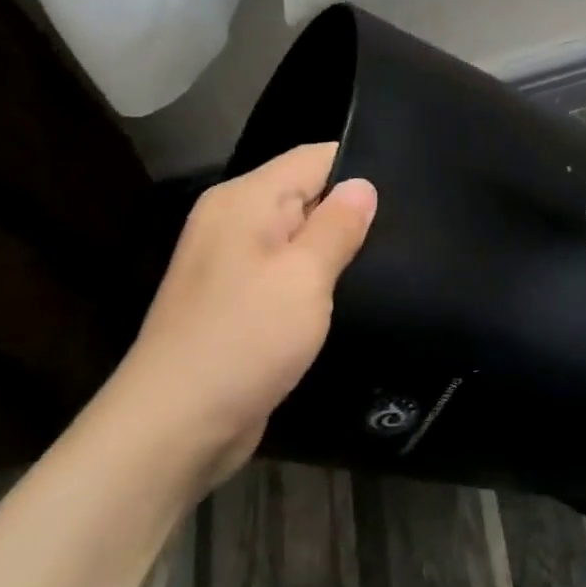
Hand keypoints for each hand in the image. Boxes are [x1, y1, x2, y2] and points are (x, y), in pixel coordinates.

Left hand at [104, 143, 376, 488]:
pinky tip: (354, 292)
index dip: (361, 167)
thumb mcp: (304, 276)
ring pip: (301, 236)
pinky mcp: (239, 301)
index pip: (315, 158)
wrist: (175, 428)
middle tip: (411, 229)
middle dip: (353, 210)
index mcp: (245, 199)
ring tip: (394, 258)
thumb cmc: (245, 339)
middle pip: (307, 193)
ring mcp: (233, 263)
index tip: (409, 190)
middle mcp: (235, 221)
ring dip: (338, 249)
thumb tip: (363, 184)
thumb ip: (338, 225)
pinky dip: (318, 279)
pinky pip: (288, 272)